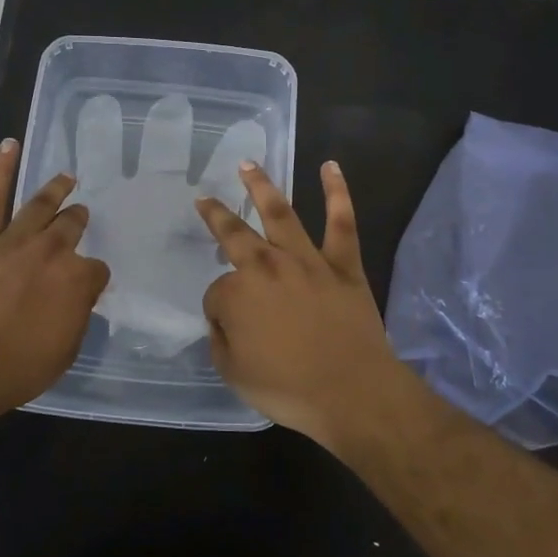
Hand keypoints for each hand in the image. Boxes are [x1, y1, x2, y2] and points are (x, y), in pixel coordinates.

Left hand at [0, 138, 110, 415]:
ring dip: (56, 190)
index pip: (96, 270)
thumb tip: (77, 297)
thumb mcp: (66, 349)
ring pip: (40, 206)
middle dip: (78, 222)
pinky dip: (1, 169)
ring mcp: (14, 241)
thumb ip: (77, 315)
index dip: (92, 278)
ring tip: (66, 178)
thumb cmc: (19, 368)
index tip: (87, 286)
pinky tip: (10, 145)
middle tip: (79, 218)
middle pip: (72, 227)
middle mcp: (51, 252)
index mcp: (77, 280)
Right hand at [195, 160, 401, 443]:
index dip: (220, 312)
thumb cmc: (289, 388)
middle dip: (217, 216)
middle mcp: (267, 266)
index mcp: (237, 293)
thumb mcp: (234, 373)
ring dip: (262, 187)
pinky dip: (337, 193)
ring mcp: (307, 260)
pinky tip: (330, 167)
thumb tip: (225, 319)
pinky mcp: (343, 264)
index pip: (217, 293)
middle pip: (236, 234)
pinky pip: (341, 222)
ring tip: (249, 165)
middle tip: (205, 199)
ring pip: (281, 214)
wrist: (352, 392)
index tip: (229, 330)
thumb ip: (222, 339)